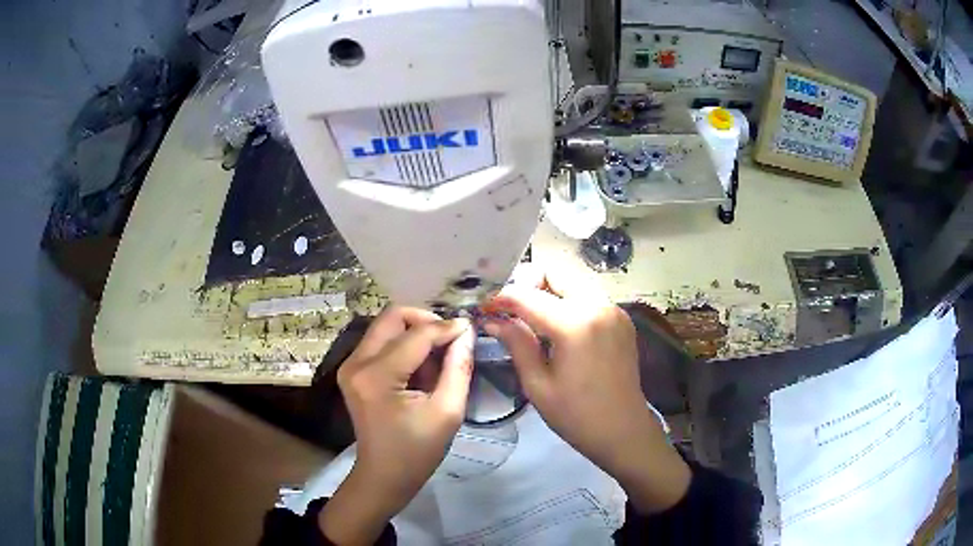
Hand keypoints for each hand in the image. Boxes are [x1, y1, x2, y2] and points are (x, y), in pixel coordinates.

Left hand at [319, 307, 474, 544]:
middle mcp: (357, 362)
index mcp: (377, 375)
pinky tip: (421, 370)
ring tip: (437, 360)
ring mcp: (351, 365)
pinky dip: (405, 345)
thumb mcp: (448, 412)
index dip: (447, 328)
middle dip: (427, 321)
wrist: (383, 475)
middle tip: (451, 339)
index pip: (417, 334)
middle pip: (393, 316)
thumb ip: (459, 368)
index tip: (471, 330)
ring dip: (415, 333)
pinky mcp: (353, 370)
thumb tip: (466, 332)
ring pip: (387, 326)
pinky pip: (382, 341)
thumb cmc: (417, 451)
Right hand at [483, 269, 690, 513]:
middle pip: (554, 274)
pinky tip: (558, 327)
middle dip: (527, 285)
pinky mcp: (621, 318)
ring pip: (572, 282)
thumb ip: (517, 343)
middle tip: (508, 310)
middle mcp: (597, 305)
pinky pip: (588, 296)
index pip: (527, 295)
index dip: (501, 297)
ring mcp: (614, 309)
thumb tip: (492, 319)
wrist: (624, 430)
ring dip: (548, 292)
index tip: (484, 307)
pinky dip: (568, 302)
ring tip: (530, 319)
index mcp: (575, 324)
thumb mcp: (538, 384)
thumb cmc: (576, 416)